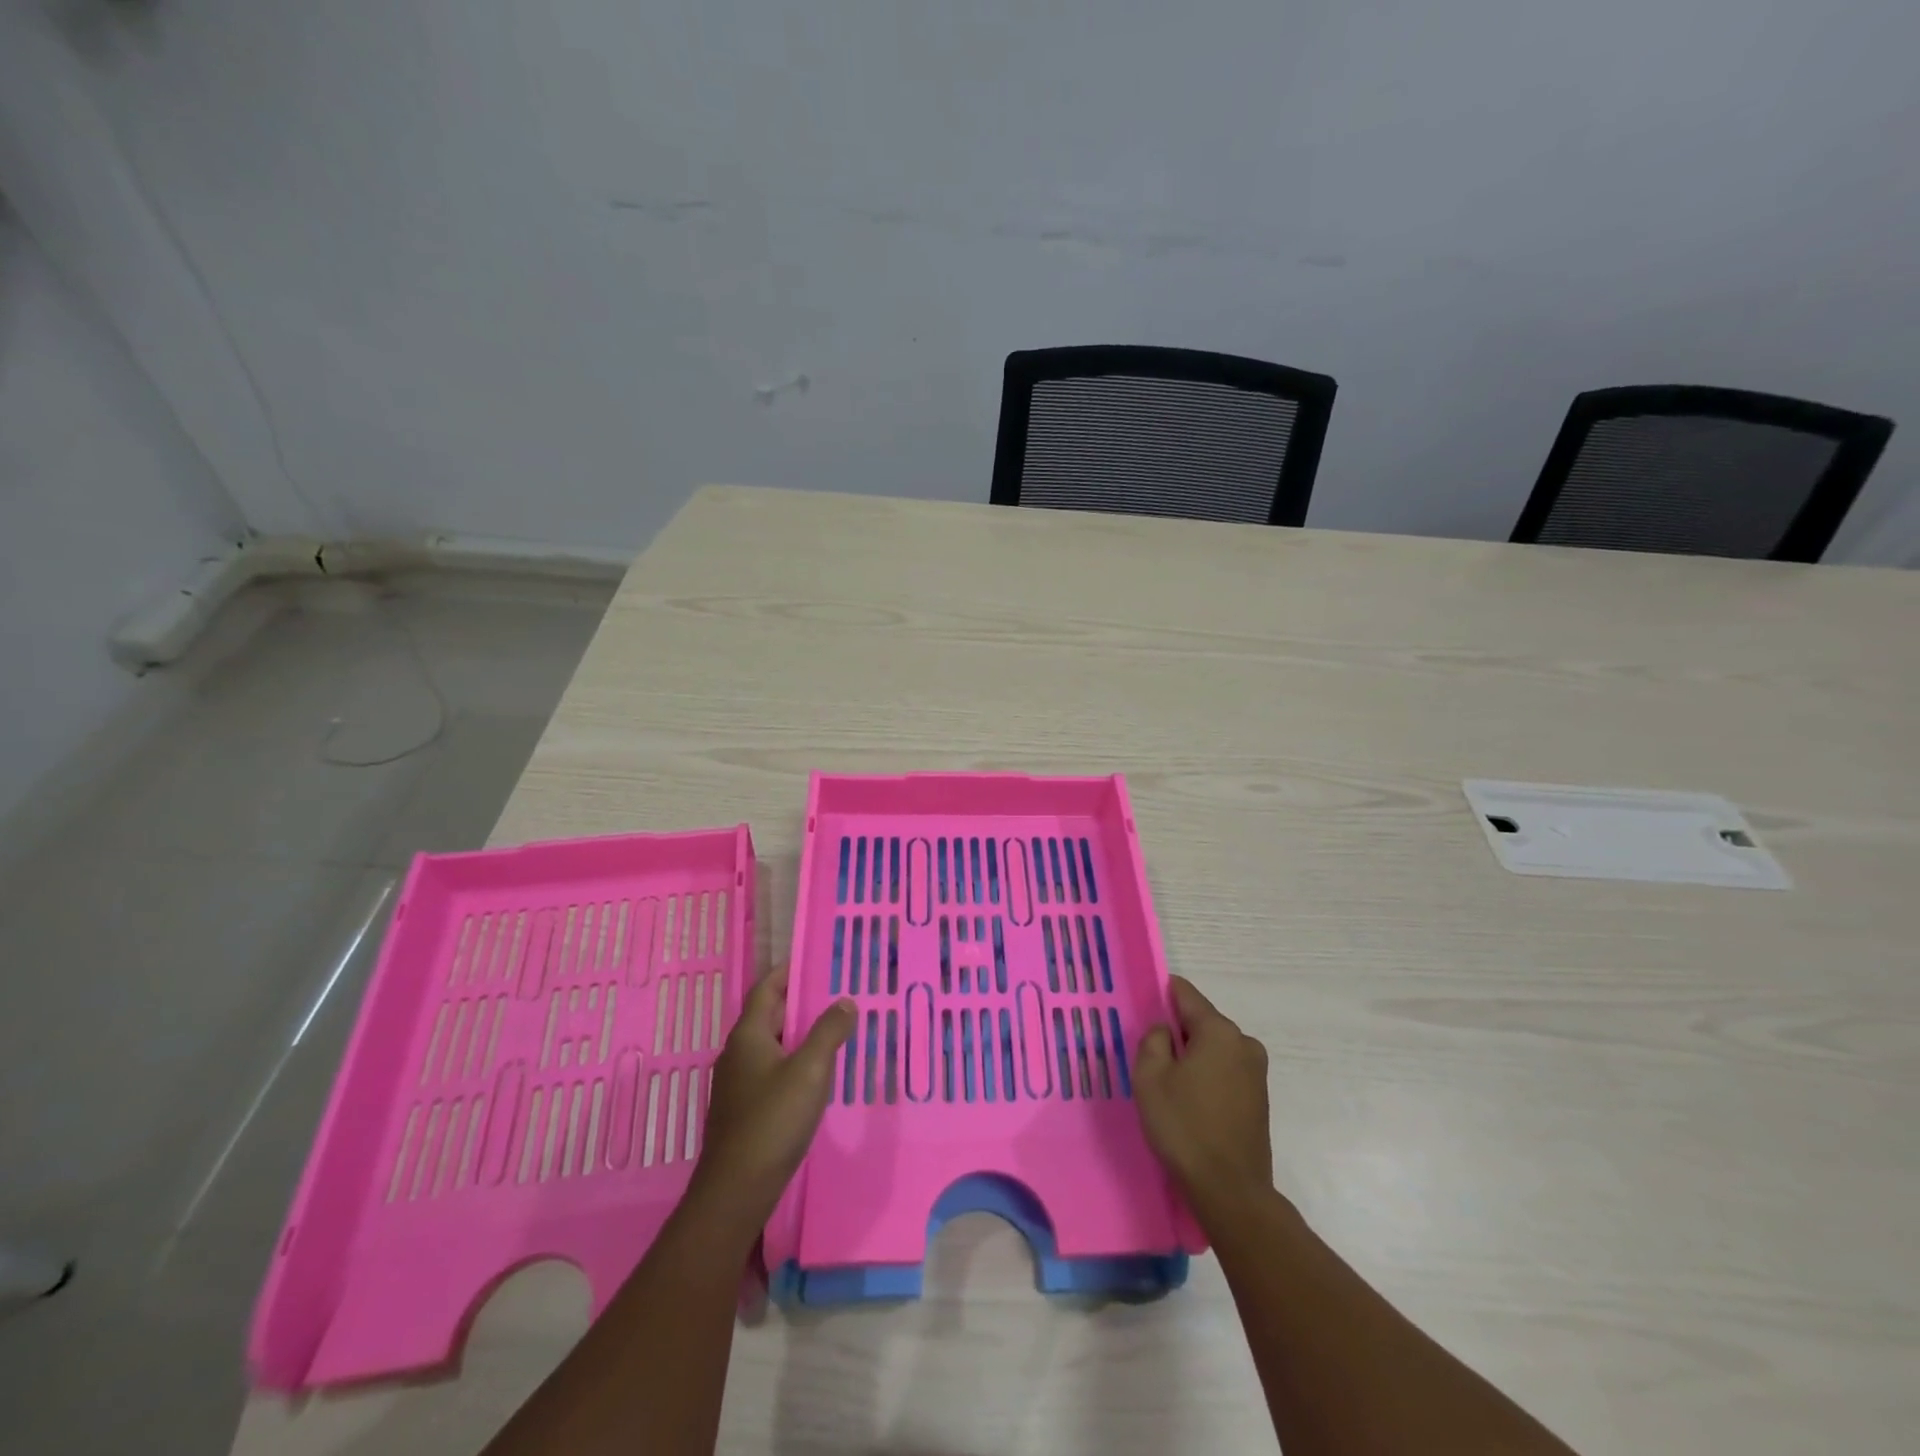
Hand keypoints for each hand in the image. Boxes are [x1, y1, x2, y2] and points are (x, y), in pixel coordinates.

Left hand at [690, 968, 854, 1231]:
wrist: (736, 1191)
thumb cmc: (772, 1121)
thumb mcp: (810, 1071)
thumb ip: (828, 1032)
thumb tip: (845, 1001)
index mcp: (748, 1036)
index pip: (767, 989)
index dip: (787, 971)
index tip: (813, 958)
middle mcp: (738, 1053)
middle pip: (769, 1015)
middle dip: (799, 1001)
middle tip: (835, 992)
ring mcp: (738, 1083)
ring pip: (772, 1045)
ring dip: (798, 1033)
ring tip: (833, 1027)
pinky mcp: (745, 1109)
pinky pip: (772, 1070)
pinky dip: (794, 1060)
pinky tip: (817, 1072)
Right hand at [1135, 976, 1273, 1219]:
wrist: (1230, 1191)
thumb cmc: (1184, 1126)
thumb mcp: (1150, 1077)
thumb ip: (1153, 1039)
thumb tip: (1164, 1029)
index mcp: (1219, 1031)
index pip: (1186, 994)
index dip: (1161, 994)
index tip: (1142, 1006)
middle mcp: (1244, 1043)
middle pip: (1202, 1022)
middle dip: (1176, 1031)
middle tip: (1149, 1054)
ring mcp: (1256, 1072)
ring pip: (1214, 1048)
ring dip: (1192, 1057)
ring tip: (1167, 1083)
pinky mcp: (1258, 1098)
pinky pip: (1225, 1071)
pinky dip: (1206, 1076)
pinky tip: (1189, 1101)